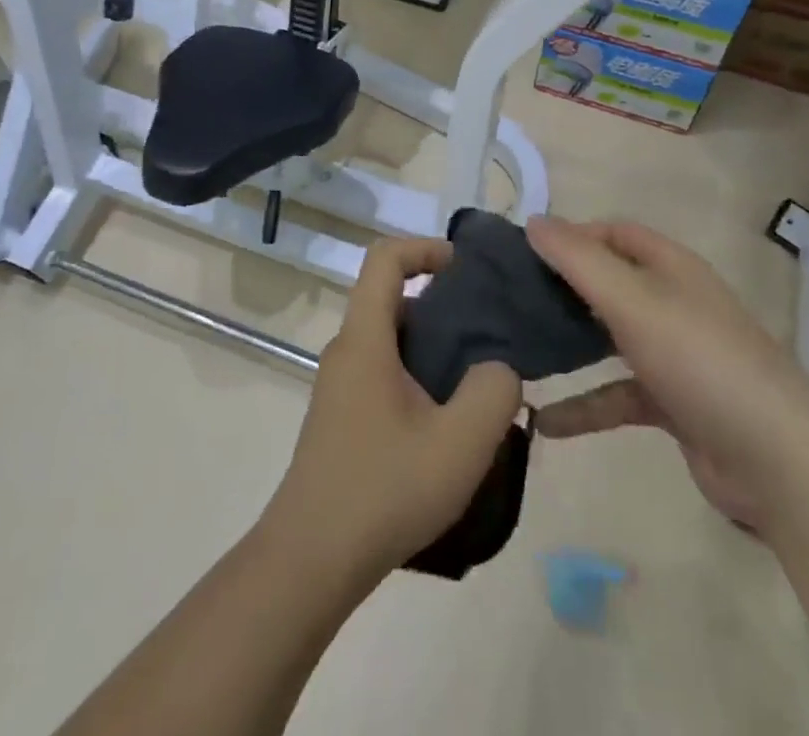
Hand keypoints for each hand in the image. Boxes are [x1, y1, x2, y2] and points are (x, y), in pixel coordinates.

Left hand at [261, 237, 523, 580]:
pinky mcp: (343, 417)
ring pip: (392, 340)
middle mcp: (347, 351)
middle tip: (490, 335)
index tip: (466, 268)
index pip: (385, 258)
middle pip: (394, 298)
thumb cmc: (383, 489)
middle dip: (443, 304)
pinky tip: (448, 426)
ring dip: (435, 348)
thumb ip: (494, 391)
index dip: (425, 248)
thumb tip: (498, 369)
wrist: (310, 560)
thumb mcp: (460, 443)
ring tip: (479, 384)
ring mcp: (341, 385)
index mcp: (365, 338)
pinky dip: (419, 377)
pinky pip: (385, 373)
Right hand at [527, 217, 808, 530]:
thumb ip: (579, 261)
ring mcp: (676, 355)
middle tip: (512, 298)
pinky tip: (545, 421)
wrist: (778, 462)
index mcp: (672, 268)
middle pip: (610, 283)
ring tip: (518, 350)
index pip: (616, 233)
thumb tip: (533, 221)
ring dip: (569, 345)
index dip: (574, 235)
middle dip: (564, 288)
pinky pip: (618, 394)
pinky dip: (585, 406)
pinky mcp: (674, 403)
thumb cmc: (700, 361)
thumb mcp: (633, 301)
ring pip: (610, 338)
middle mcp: (674, 302)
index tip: (527, 252)